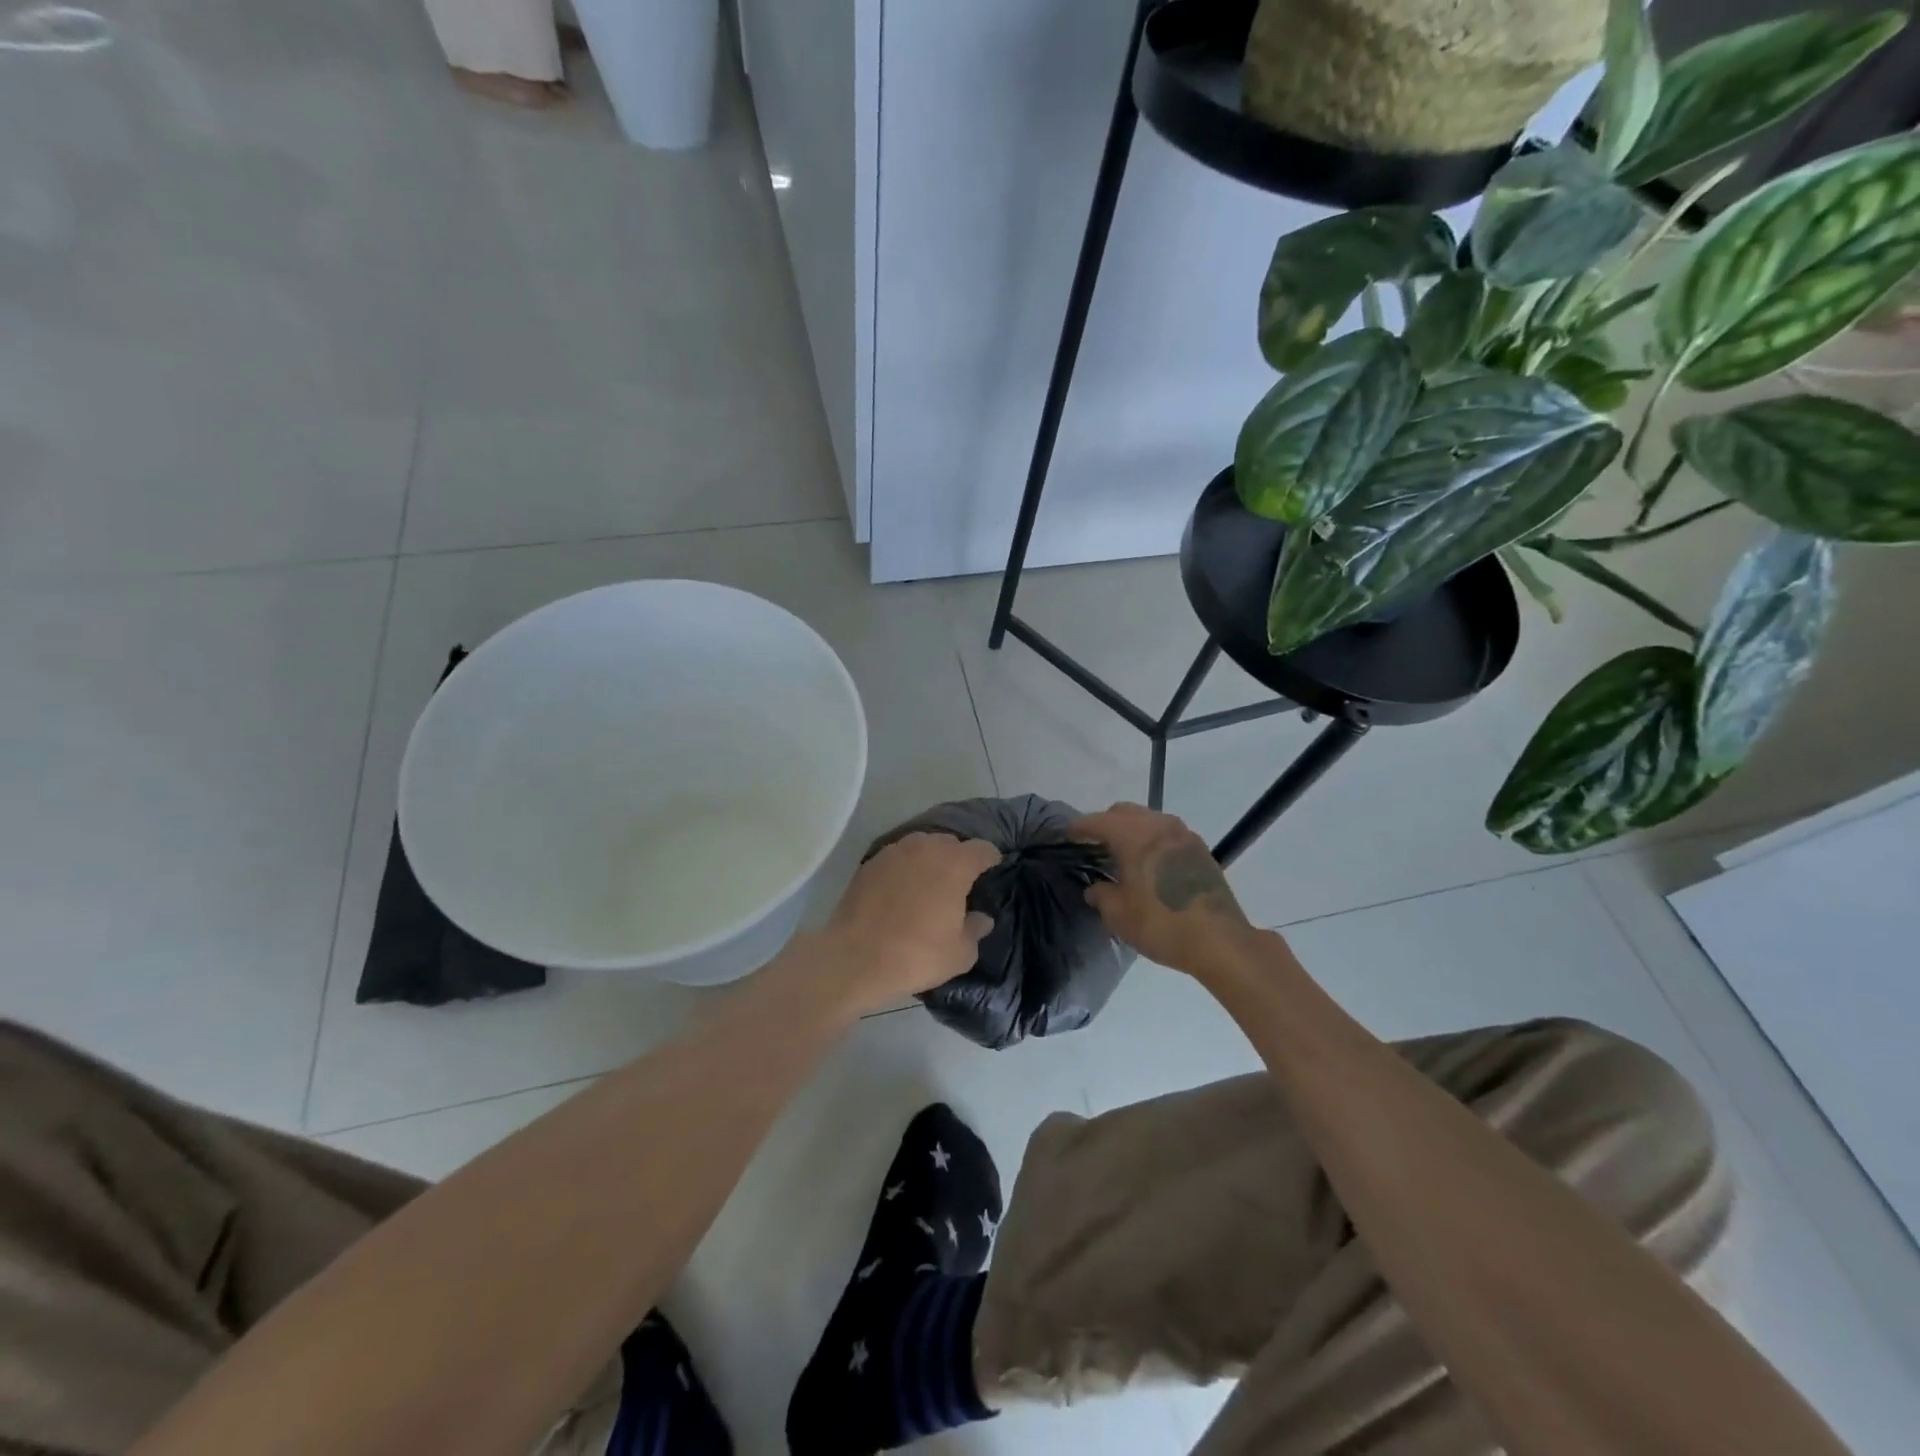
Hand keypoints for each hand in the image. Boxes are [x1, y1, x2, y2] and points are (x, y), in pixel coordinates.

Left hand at [810, 833, 999, 1014]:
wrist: (855, 958)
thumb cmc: (917, 955)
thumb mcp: (960, 954)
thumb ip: (976, 930)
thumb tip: (981, 918)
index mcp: (955, 863)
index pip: (983, 849)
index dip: (990, 859)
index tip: (991, 871)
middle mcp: (926, 847)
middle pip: (951, 843)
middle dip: (958, 858)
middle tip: (958, 883)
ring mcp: (894, 851)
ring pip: (921, 846)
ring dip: (929, 860)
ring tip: (928, 884)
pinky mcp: (870, 862)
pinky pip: (896, 858)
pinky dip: (904, 869)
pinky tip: (900, 890)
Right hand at [1069, 803, 1254, 972]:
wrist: (1220, 940)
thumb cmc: (1162, 925)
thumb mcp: (1119, 916)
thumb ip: (1102, 896)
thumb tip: (1096, 888)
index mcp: (1134, 836)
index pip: (1098, 821)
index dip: (1080, 826)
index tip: (1068, 832)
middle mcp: (1159, 826)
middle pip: (1125, 812)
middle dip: (1106, 822)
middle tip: (1094, 842)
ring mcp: (1184, 835)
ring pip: (1149, 819)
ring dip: (1132, 829)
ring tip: (1122, 852)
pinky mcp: (1200, 850)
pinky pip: (1167, 833)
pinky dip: (1152, 839)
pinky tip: (1149, 862)